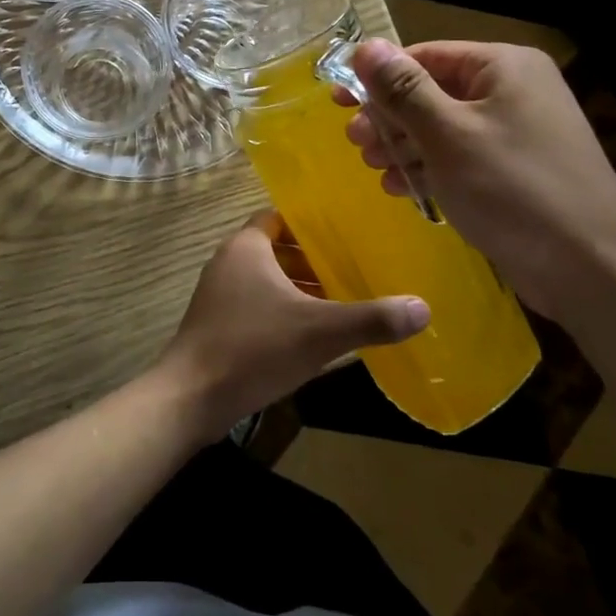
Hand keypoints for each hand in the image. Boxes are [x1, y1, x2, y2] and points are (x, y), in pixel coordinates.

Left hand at [155, 211, 429, 439]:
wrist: (192, 396)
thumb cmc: (253, 348)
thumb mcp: (319, 332)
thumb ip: (370, 319)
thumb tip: (423, 308)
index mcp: (246, 247)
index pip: (280, 218)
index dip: (311, 225)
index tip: (346, 234)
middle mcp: (229, 262)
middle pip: (276, 249)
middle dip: (312, 260)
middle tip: (354, 269)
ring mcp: (219, 294)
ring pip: (267, 280)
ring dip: (299, 289)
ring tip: (341, 302)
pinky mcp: (217, 323)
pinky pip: (256, 305)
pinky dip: (282, 311)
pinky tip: (311, 335)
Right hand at [344, 39, 615, 324]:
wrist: (591, 268)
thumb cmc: (512, 189)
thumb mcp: (447, 134)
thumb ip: (403, 89)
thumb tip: (365, 46)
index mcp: (502, 67)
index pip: (424, 57)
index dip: (377, 78)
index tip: (338, 103)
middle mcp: (511, 91)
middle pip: (431, 92)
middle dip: (389, 118)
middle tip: (356, 144)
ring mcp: (515, 133)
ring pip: (441, 128)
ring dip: (402, 146)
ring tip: (374, 168)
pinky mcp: (513, 171)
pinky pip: (459, 156)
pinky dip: (428, 168)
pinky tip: (400, 188)